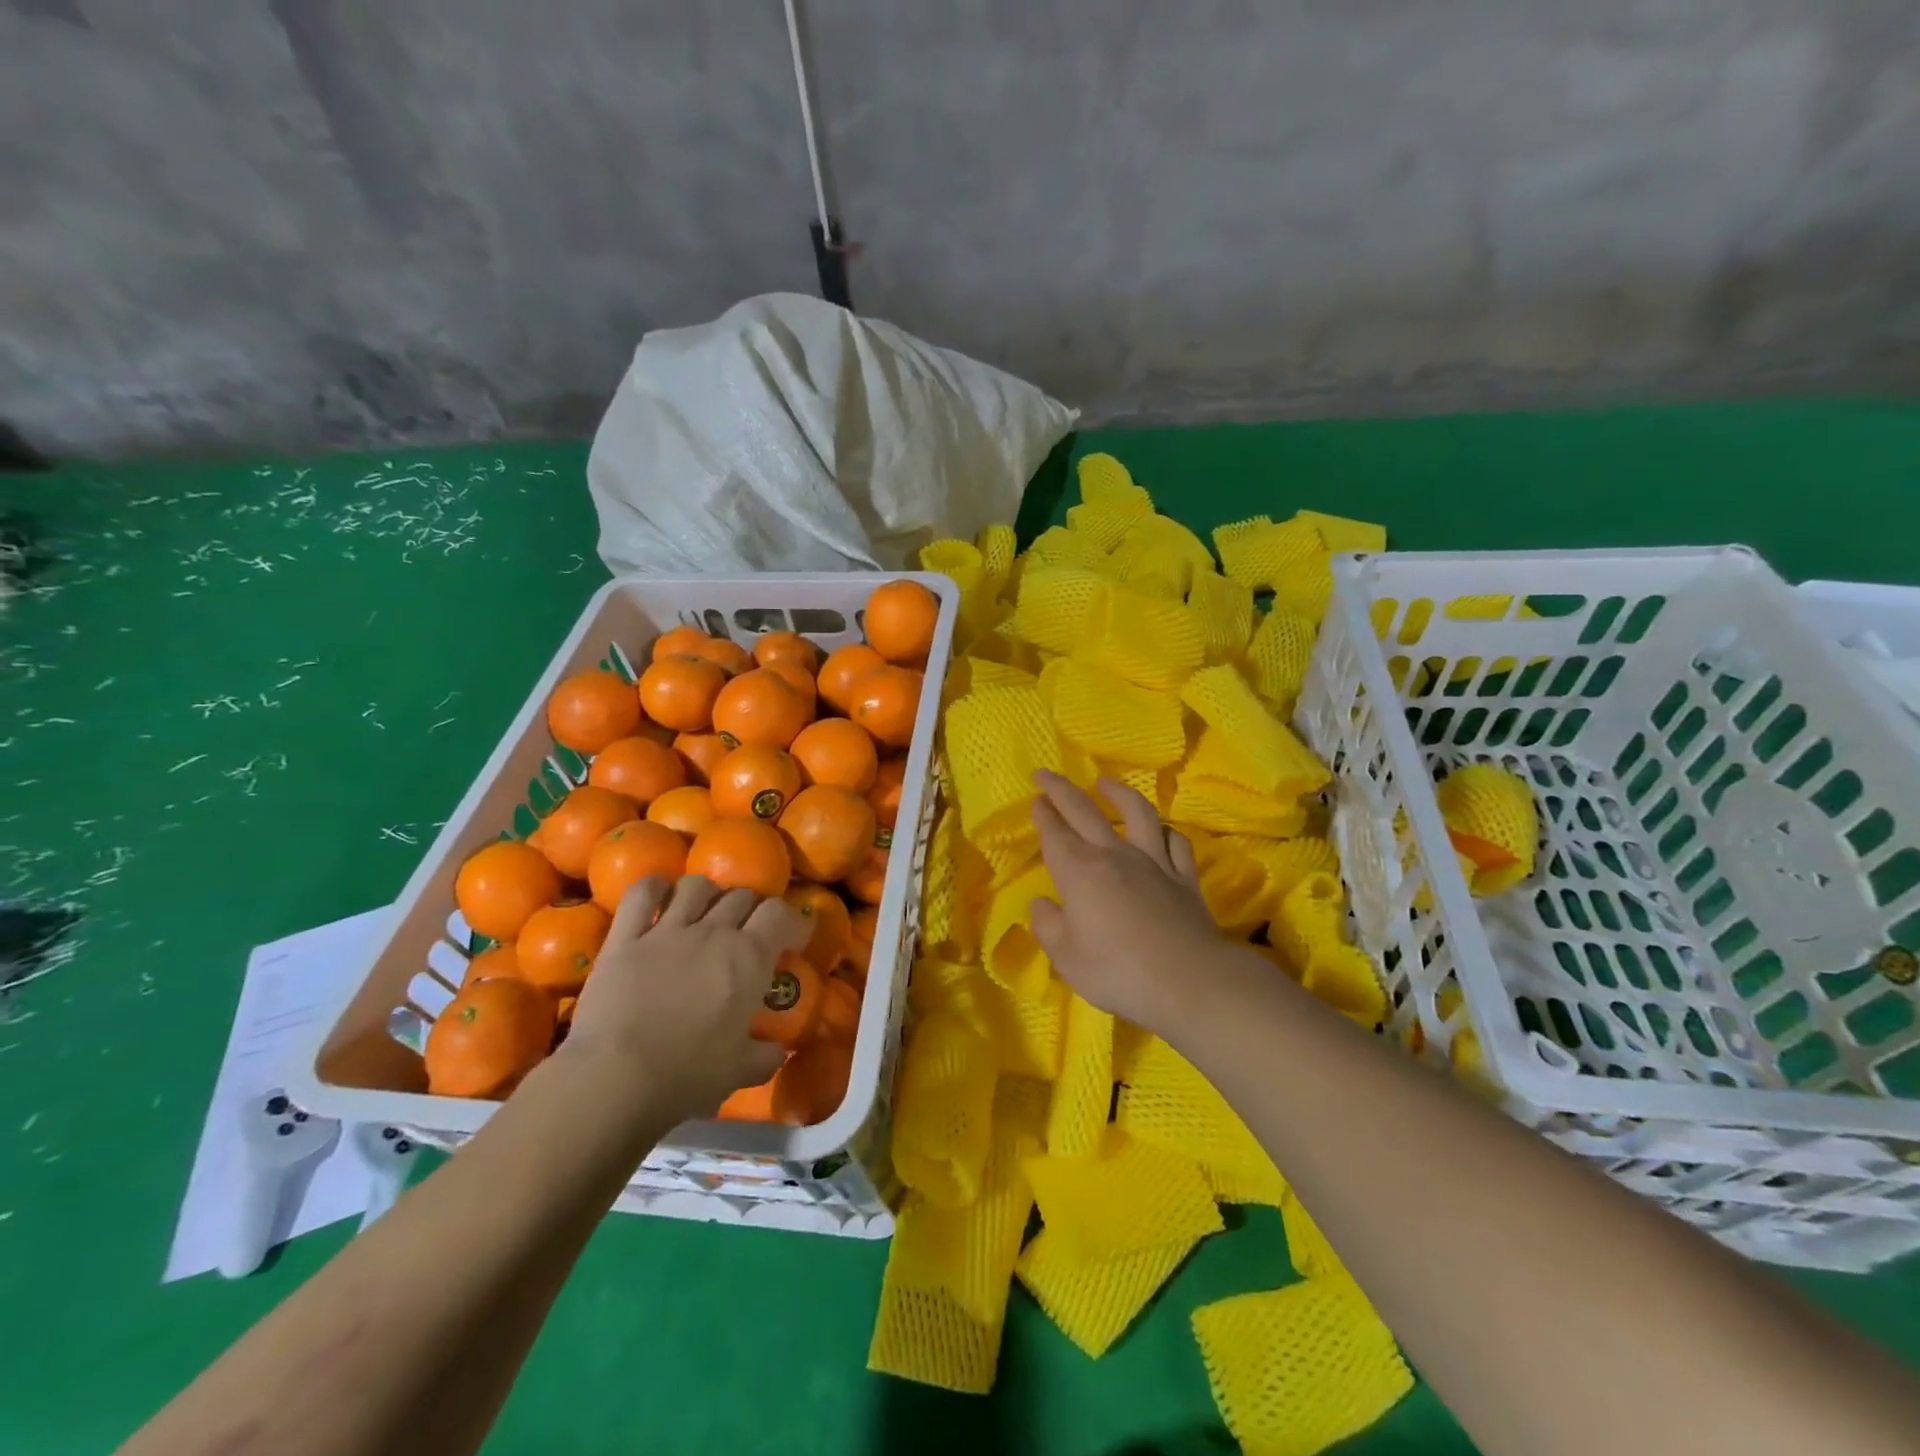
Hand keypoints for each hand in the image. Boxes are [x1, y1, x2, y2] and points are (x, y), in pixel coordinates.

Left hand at [562, 876, 805, 1121]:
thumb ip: (766, 1055)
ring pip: (697, 885)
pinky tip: (660, 893)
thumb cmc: (687, 1075)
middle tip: (748, 930)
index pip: (779, 914)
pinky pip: (643, 893)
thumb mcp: (740, 1071)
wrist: (615, 1078)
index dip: (790, 921)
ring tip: (706, 910)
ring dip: (709, 893)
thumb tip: (779, 1050)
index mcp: (749, 958)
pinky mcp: (625, 937)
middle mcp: (714, 932)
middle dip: (751, 908)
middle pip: (742, 896)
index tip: (793, 938)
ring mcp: (667, 930)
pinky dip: (655, 886)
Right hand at [1028, 771, 1225, 1030]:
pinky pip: (1175, 842)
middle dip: (1061, 789)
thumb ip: (1048, 926)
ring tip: (1106, 783)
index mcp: (1079, 871)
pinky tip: (1159, 830)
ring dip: (1118, 793)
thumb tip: (1042, 904)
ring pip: (1137, 813)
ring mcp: (1154, 861)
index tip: (1036, 799)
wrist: (1189, 980)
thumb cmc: (1118, 971)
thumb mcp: (1067, 957)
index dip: (1043, 814)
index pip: (1055, 833)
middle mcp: (1114, 855)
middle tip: (1046, 773)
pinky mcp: (1184, 876)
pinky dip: (1164, 831)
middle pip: (1084, 811)